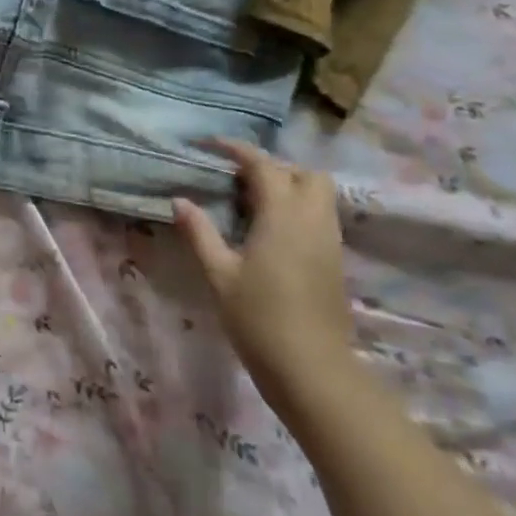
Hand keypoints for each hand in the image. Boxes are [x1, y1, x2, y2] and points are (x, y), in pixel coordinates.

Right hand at [172, 138, 352, 411]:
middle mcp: (313, 220)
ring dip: (288, 186)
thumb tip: (180, 201)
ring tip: (249, 202)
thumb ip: (199, 232)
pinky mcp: (335, 261)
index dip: (236, 150)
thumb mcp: (219, 274)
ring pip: (318, 195)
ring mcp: (330, 241)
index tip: (209, 145)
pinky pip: (319, 217)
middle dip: (273, 166)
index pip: (264, 166)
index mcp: (283, 216)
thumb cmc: (259, 319)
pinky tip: (268, 230)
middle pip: (304, 173)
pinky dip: (297, 208)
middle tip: (236, 179)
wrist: (312, 370)